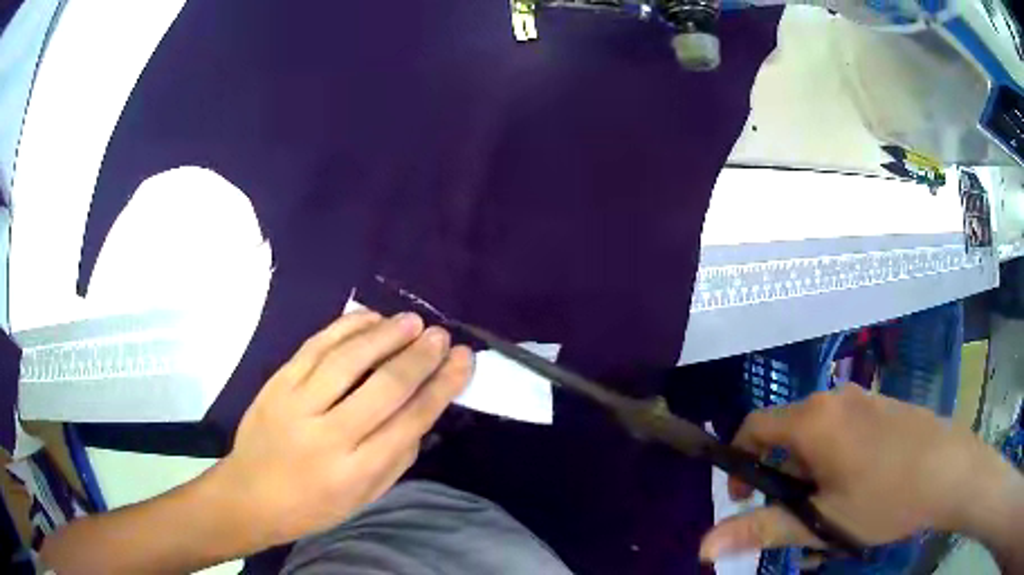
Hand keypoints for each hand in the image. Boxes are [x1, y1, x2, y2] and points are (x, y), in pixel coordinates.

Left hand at [206, 310, 472, 550]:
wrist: (249, 495)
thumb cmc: (312, 506)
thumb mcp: (364, 498)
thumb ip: (397, 457)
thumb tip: (423, 411)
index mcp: (357, 471)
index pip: (410, 421)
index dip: (442, 386)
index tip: (463, 360)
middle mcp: (329, 435)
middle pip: (383, 386)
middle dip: (419, 356)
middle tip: (441, 335)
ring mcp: (297, 403)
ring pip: (348, 359)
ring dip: (385, 335)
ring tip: (412, 322)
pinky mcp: (277, 383)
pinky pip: (315, 346)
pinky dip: (345, 327)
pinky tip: (369, 318)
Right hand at [700, 384, 1010, 559]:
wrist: (949, 469)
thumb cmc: (885, 498)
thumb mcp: (822, 521)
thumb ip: (763, 529)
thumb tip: (703, 547)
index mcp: (813, 419)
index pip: (754, 426)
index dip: (739, 462)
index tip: (747, 499)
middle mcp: (834, 398)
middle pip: (787, 432)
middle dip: (780, 474)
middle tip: (796, 513)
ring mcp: (862, 398)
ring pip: (817, 433)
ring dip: (809, 469)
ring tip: (830, 505)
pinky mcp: (882, 405)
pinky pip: (843, 427)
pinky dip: (835, 456)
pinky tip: (860, 485)